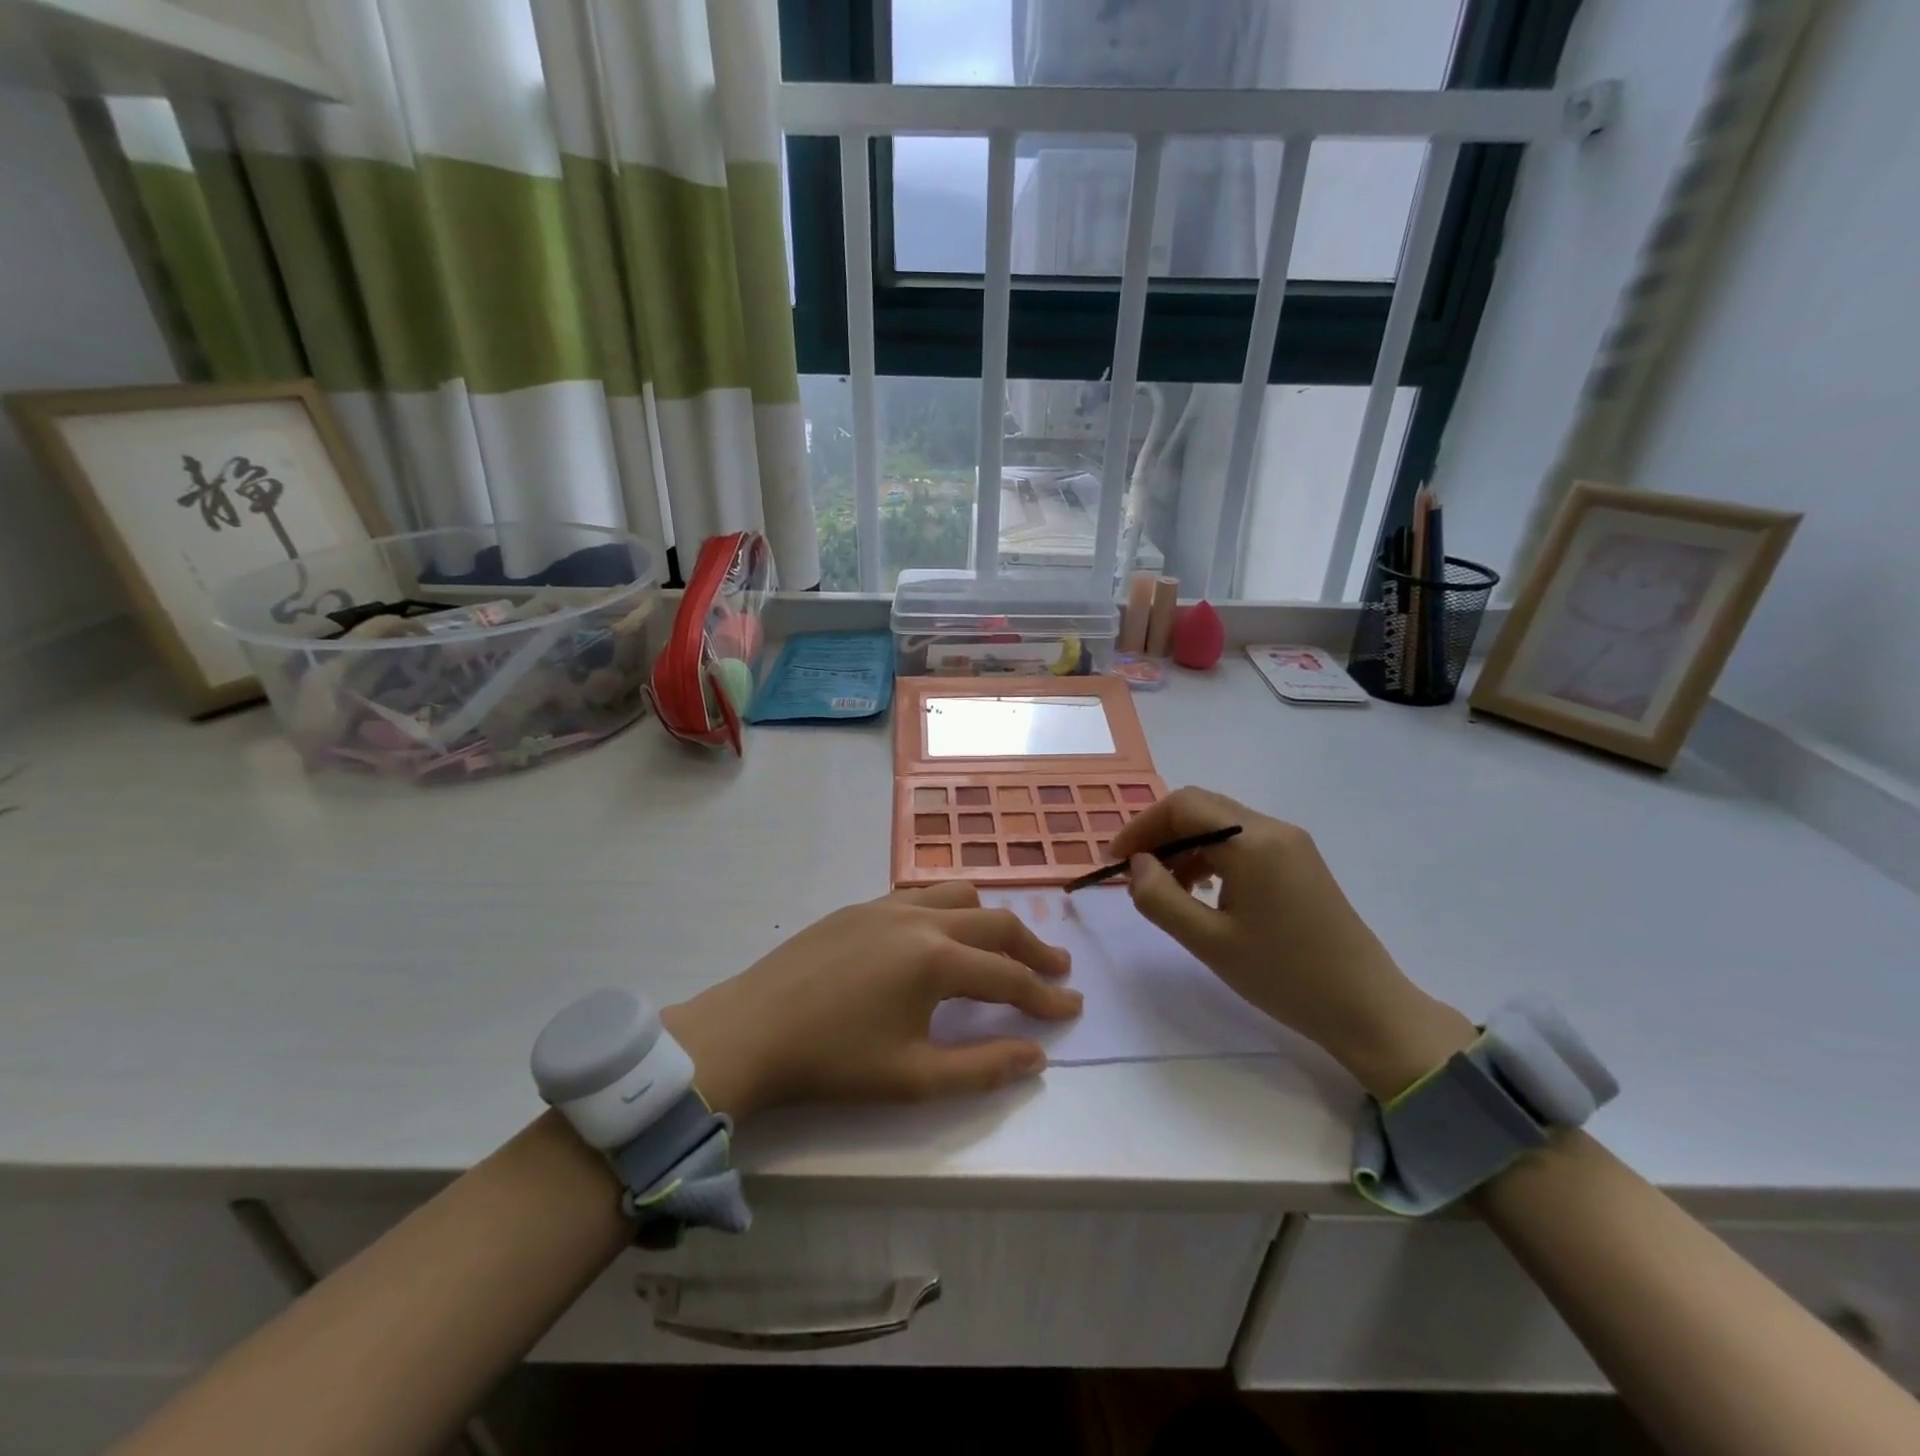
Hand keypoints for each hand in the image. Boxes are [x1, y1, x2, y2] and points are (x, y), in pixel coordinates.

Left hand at [661, 883, 1079, 1118]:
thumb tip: (1035, 1054)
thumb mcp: (913, 1078)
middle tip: (1056, 969)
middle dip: (1032, 947)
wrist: (749, 1032)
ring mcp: (885, 906)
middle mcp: (919, 919)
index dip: (1045, 996)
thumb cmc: (832, 1062)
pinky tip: (939, 935)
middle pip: (994, 923)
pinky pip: (919, 895)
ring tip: (1002, 946)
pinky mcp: (858, 907)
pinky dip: (948, 909)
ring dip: (989, 919)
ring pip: (957, 895)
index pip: (1008, 976)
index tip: (1073, 1007)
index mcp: (935, 960)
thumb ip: (982, 1067)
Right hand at [1106, 787, 1474, 1098]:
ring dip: (1184, 847)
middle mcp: (1273, 829)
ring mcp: (1291, 844)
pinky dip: (1211, 858)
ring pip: (1221, 825)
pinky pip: (1242, 843)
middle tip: (1133, 872)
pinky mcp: (1299, 862)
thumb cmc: (1284, 976)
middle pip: (1202, 809)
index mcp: (1252, 841)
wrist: (1367, 1008)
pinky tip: (1203, 893)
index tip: (1114, 860)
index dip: (1141, 826)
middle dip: (1160, 835)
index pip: (1182, 806)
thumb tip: (1136, 865)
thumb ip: (1161, 898)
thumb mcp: (1209, 942)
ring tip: (1165, 889)